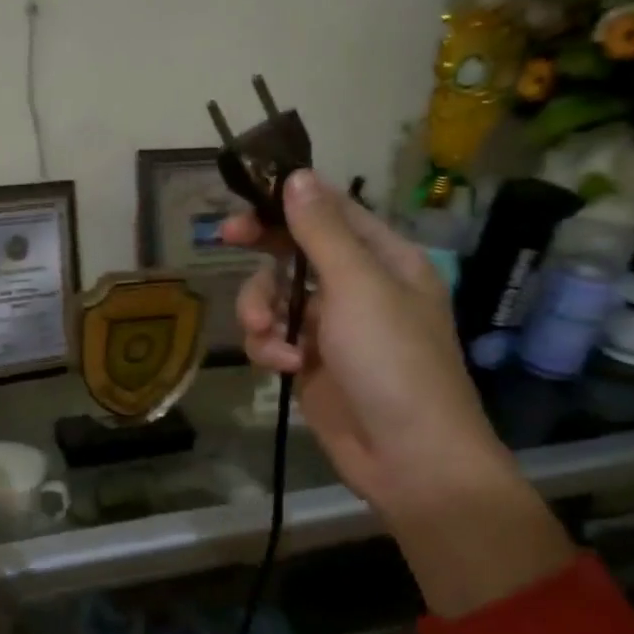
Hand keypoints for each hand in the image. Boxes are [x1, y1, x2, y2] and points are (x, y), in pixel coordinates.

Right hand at [226, 172, 571, 616]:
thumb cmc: (393, 362)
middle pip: (295, 251)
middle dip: (263, 253)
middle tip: (223, 239)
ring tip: (267, 335)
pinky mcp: (311, 364)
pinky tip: (283, 368)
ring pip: (275, 297)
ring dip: (261, 310)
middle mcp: (358, 287)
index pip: (331, 212)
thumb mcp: (357, 287)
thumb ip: (321, 231)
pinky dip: (270, 349)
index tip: (245, 198)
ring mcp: (332, 328)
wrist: (410, 458)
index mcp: (384, 259)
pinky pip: (273, 338)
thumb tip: (297, 176)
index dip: (286, 201)